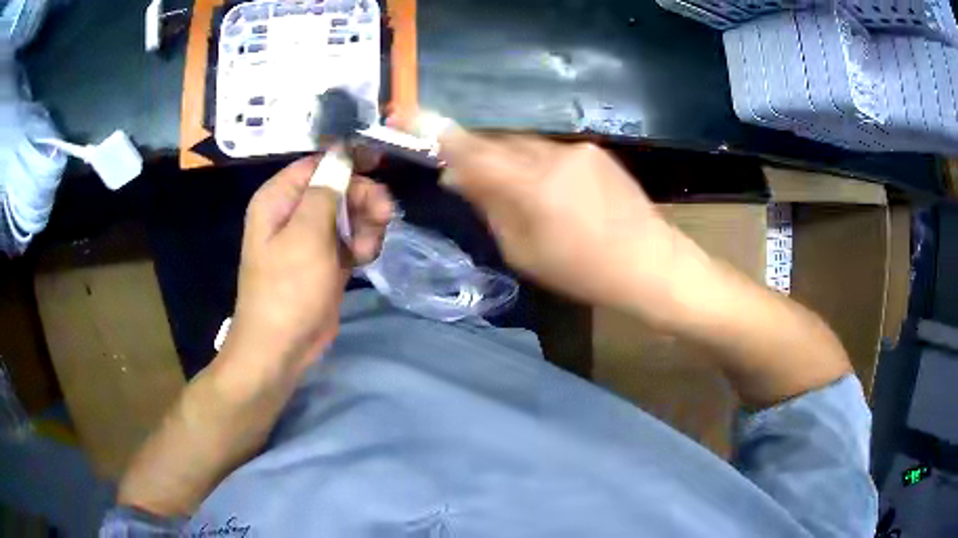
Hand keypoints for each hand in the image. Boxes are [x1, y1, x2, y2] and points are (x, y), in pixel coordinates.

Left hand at [227, 156, 392, 376]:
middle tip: (385, 215)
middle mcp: (293, 212)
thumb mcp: (306, 234)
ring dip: (366, 225)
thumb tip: (342, 155)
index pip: (318, 163)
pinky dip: (362, 245)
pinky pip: (351, 239)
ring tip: (368, 250)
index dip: (349, 161)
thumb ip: (326, 190)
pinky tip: (365, 259)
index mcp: (279, 198)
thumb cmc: (288, 288)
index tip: (380, 165)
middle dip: (363, 198)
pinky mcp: (325, 259)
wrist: (282, 347)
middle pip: (338, 187)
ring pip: (350, 213)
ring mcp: (311, 238)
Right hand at [437, 125, 708, 327]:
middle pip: (496, 142)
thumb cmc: (583, 271)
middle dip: (474, 153)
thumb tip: (456, 176)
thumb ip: (489, 207)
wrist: (651, 263)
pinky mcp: (594, 150)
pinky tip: (545, 189)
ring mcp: (577, 149)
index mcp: (531, 185)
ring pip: (523, 145)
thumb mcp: (523, 251)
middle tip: (460, 172)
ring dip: (506, 160)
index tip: (407, 118)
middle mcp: (552, 155)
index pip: (472, 149)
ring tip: (510, 188)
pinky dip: (534, 163)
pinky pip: (549, 151)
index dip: (437, 132)